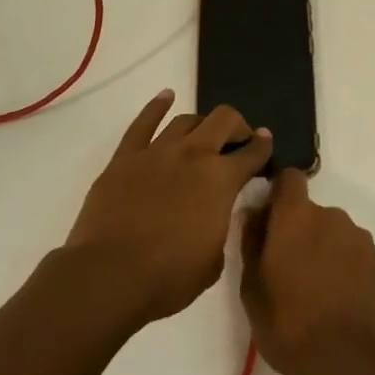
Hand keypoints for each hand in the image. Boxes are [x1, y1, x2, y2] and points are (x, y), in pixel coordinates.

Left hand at [63, 91, 272, 326]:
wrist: (109, 277)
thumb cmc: (168, 278)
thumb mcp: (214, 261)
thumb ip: (220, 228)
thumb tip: (216, 216)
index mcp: (222, 180)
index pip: (252, 153)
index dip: (263, 146)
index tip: (265, 144)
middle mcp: (194, 155)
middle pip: (224, 120)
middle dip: (237, 126)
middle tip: (239, 139)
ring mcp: (157, 152)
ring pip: (186, 120)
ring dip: (201, 123)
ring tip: (204, 133)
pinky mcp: (125, 158)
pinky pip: (143, 124)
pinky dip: (156, 106)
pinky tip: (166, 96)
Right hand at [240, 169, 374, 374]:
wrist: (345, 360)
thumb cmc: (287, 323)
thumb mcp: (252, 287)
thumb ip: (251, 242)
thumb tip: (252, 213)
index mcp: (296, 216)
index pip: (289, 178)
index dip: (280, 193)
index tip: (271, 218)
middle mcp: (331, 216)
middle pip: (312, 211)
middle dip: (301, 230)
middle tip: (290, 269)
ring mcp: (359, 237)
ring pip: (334, 232)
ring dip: (324, 248)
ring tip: (316, 289)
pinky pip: (354, 253)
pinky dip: (345, 266)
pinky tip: (338, 299)